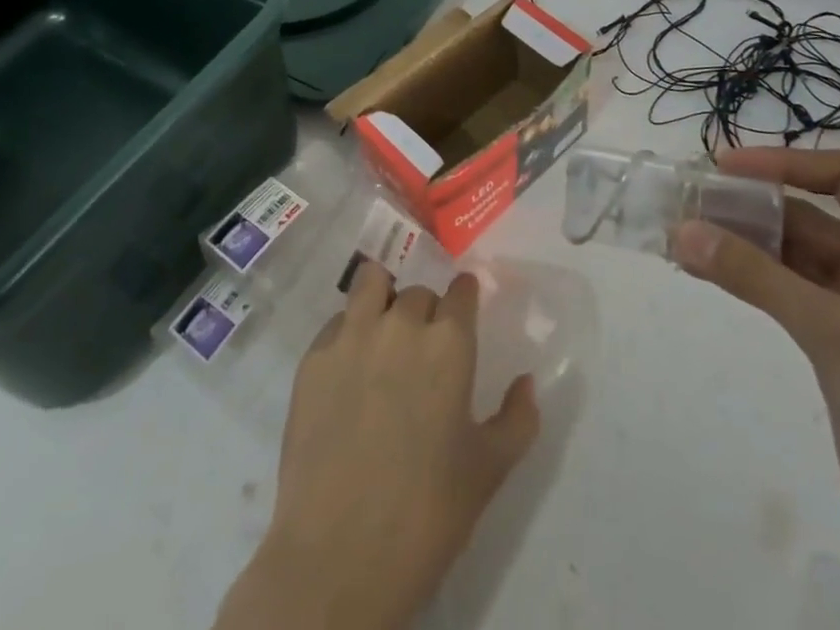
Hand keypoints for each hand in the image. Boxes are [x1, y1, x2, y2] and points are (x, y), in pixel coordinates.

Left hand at [215, 265, 539, 629]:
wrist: (339, 556)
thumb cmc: (427, 515)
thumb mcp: (489, 472)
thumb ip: (517, 419)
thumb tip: (526, 382)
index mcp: (449, 344)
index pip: (461, 290)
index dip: (465, 297)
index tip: (464, 308)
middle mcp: (401, 324)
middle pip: (418, 293)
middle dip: (427, 313)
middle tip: (424, 352)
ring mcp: (352, 336)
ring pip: (371, 283)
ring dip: (383, 297)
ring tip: (382, 331)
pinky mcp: (313, 357)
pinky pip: (336, 323)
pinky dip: (347, 333)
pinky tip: (348, 370)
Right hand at [671, 149, 839, 629]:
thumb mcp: (836, 336)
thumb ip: (756, 278)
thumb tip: (682, 231)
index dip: (784, 163)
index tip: (723, 168)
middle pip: (811, 216)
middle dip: (749, 207)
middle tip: (685, 204)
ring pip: (793, 257)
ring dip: (741, 245)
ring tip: (681, 238)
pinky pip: (788, 294)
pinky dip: (749, 280)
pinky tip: (706, 273)